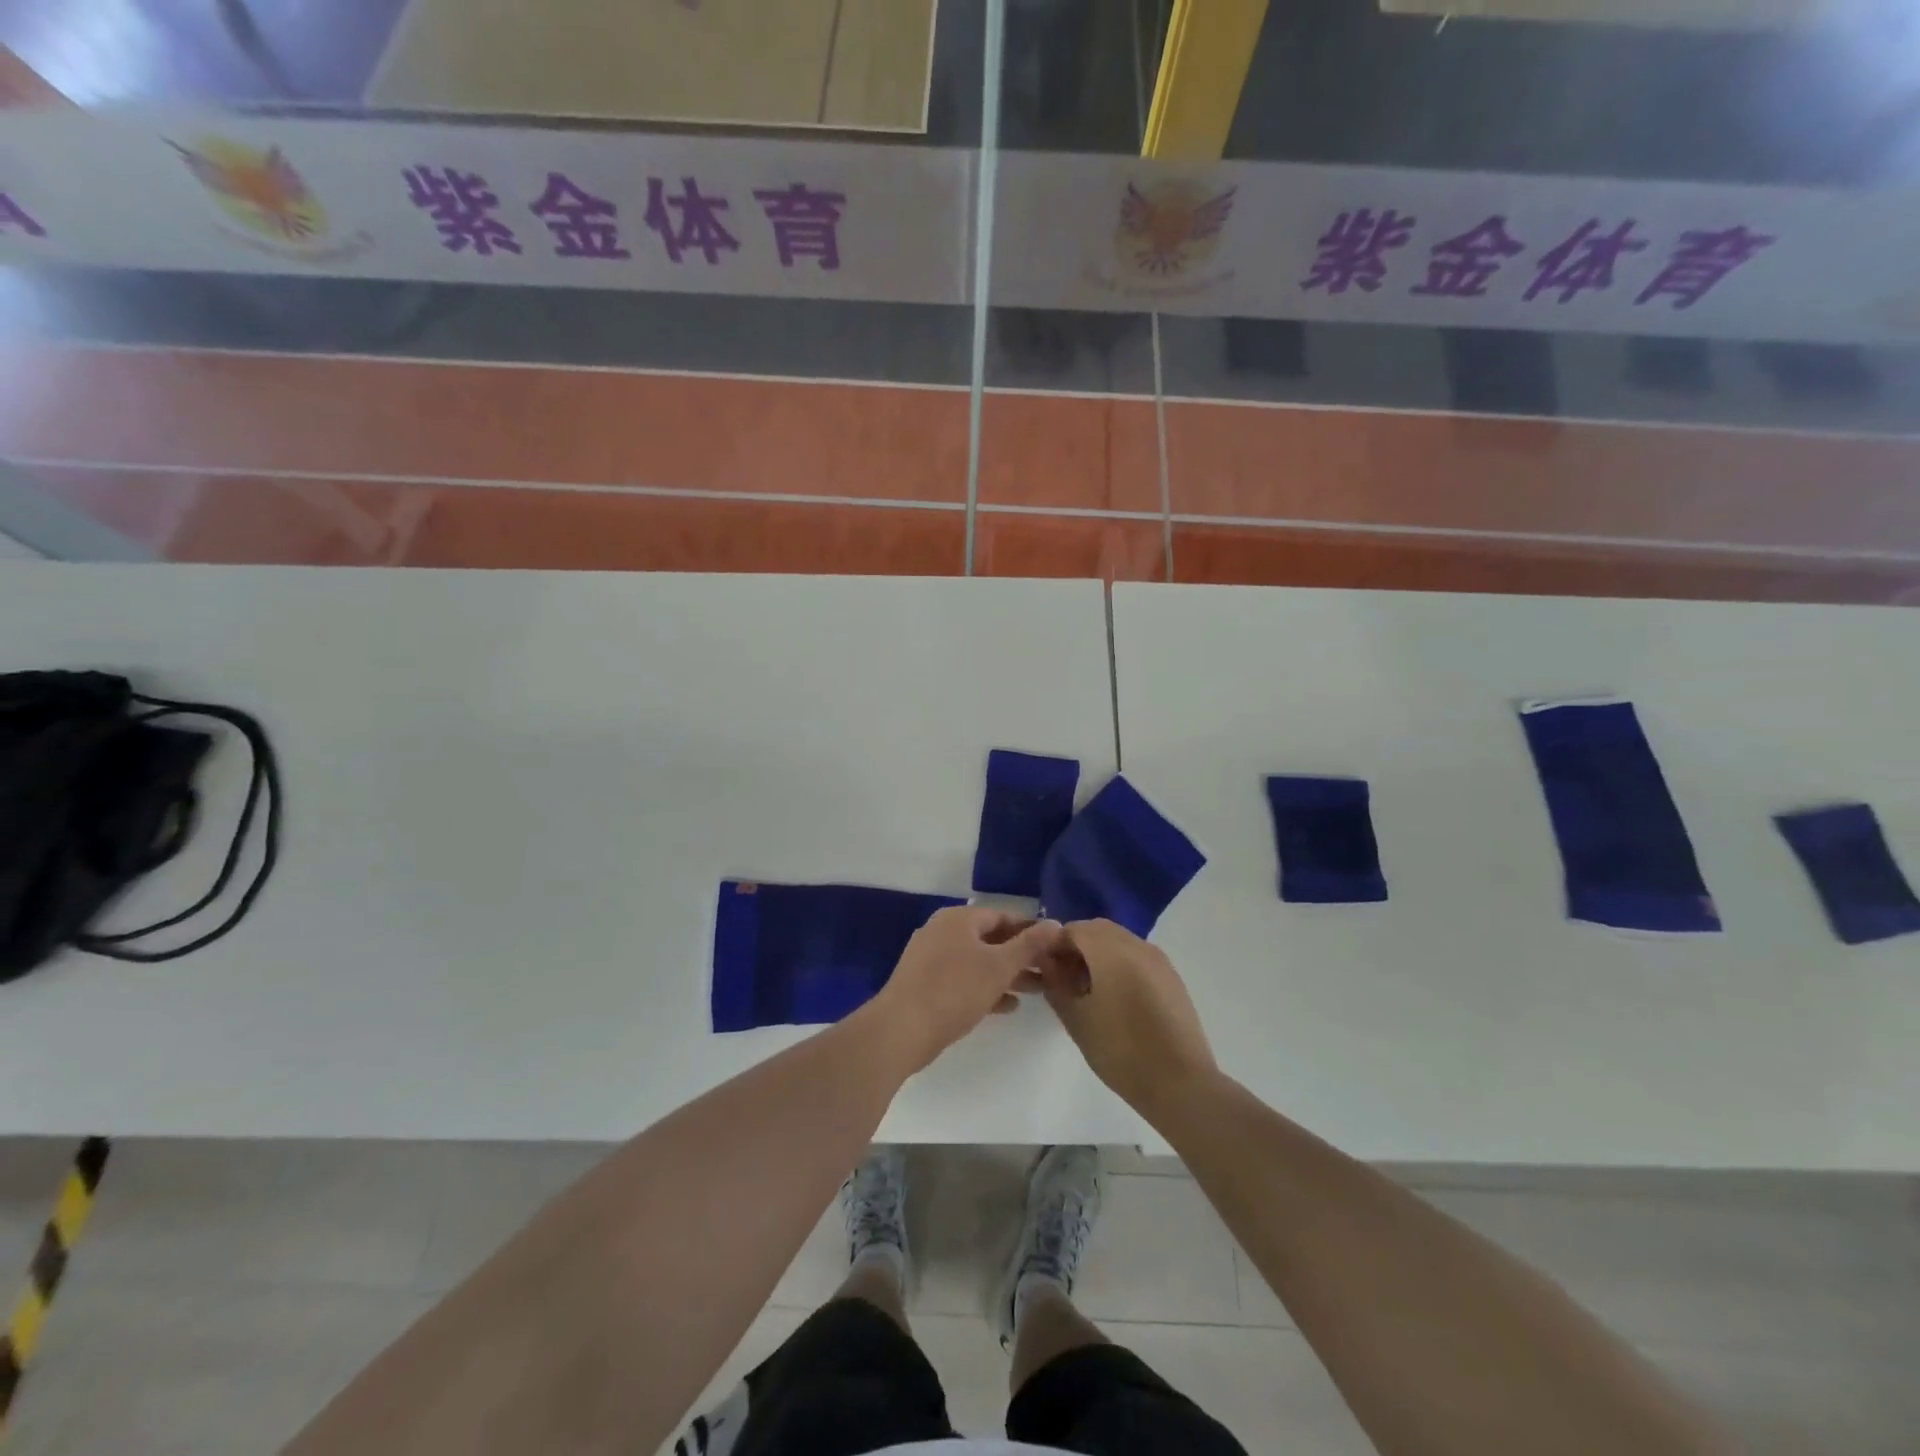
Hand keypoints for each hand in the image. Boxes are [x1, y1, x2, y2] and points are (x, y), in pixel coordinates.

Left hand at [869, 907, 1064, 1074]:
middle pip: (990, 939)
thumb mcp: (999, 966)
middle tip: (1050, 972)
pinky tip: (1008, 1006)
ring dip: (1006, 975)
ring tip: (1037, 991)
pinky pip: (963, 980)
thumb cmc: (954, 990)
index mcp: (958, 919)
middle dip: (1020, 956)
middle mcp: (942, 931)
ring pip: (978, 962)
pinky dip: (986, 988)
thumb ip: (1029, 945)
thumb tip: (1056, 923)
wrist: (901, 1028)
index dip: (1030, 929)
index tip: (1054, 947)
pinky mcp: (925, 984)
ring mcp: (930, 958)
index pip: (1003, 916)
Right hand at [1039, 919, 1217, 1118]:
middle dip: (1077, 946)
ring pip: (1120, 941)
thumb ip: (1056, 984)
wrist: (1181, 1084)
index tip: (1044, 969)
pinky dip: (1120, 963)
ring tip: (1087, 989)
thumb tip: (1047, 963)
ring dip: (1099, 953)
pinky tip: (1115, 997)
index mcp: (1110, 950)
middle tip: (1063, 977)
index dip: (1054, 945)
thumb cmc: (1121, 1051)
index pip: (1073, 929)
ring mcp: (1159, 960)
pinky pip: (1138, 956)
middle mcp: (1137, 945)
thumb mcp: (1077, 1020)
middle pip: (1098, 930)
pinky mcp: (1172, 977)